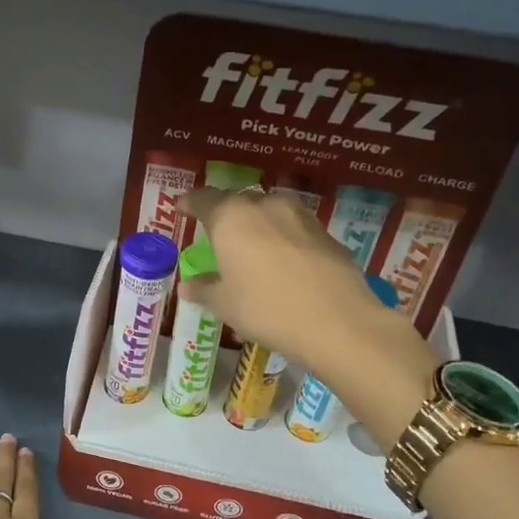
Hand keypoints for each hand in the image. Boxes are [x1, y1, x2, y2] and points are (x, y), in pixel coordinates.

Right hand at [181, 186, 415, 376]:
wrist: (337, 321)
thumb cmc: (266, 308)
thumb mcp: (225, 304)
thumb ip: (204, 289)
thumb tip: (188, 286)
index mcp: (231, 217)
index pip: (203, 198)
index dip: (189, 202)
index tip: (182, 207)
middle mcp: (264, 206)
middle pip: (238, 201)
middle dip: (225, 214)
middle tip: (217, 234)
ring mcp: (299, 216)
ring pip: (269, 212)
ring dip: (257, 224)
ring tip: (251, 247)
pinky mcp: (325, 233)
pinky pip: (293, 228)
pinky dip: (282, 238)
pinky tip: (282, 262)